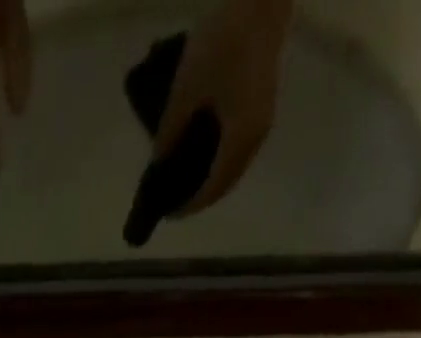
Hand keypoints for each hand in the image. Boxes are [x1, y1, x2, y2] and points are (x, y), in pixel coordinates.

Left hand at [153, 0, 290, 215]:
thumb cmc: (223, 41)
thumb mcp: (186, 89)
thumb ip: (170, 132)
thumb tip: (157, 165)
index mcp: (239, 139)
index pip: (213, 188)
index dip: (190, 205)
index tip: (169, 213)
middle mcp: (255, 138)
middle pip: (226, 182)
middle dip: (201, 196)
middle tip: (175, 200)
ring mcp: (263, 121)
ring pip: (234, 166)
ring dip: (212, 179)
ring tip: (185, 180)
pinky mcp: (262, 105)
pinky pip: (239, 148)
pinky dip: (220, 160)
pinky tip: (202, 154)